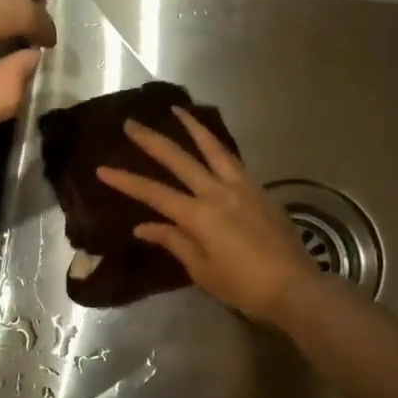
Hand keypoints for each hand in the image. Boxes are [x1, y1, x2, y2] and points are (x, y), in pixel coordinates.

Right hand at [95, 107, 319, 323]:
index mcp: (199, 215)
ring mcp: (241, 187)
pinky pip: (233, 161)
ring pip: (213, 149)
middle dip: (152, 141)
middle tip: (131, 124)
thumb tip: (144, 226)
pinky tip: (211, 143)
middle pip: (180, 160)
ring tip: (177, 111)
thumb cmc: (242, 285)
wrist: (294, 287)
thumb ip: (174, 241)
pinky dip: (217, 147)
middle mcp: (218, 192)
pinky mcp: (259, 190)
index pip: (154, 194)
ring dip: (192, 128)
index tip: (102, 169)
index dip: (127, 181)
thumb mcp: (202, 269)